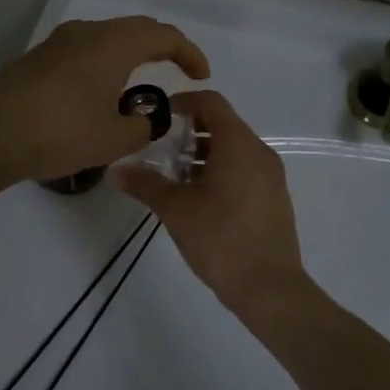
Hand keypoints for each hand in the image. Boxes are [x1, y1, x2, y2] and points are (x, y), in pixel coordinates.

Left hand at [0, 18, 210, 184]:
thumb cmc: (60, 131)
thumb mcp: (113, 139)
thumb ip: (142, 127)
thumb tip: (144, 117)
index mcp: (113, 44)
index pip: (164, 35)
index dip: (189, 53)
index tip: (201, 75)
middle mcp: (87, 33)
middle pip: (135, 29)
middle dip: (161, 47)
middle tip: (177, 70)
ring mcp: (58, 43)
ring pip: (106, 38)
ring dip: (128, 55)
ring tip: (137, 85)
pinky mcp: (38, 58)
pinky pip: (83, 51)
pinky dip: (103, 63)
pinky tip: (98, 93)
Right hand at [111, 90, 307, 314]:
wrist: (270, 288)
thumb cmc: (220, 238)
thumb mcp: (175, 209)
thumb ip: (145, 183)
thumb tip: (115, 169)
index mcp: (238, 143)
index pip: (210, 102)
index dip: (182, 101)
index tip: (158, 116)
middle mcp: (259, 152)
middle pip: (222, 124)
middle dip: (190, 131)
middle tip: (160, 150)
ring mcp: (271, 176)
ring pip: (234, 149)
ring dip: (204, 154)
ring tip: (176, 178)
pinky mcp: (274, 198)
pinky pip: (245, 169)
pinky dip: (221, 171)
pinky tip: (200, 200)